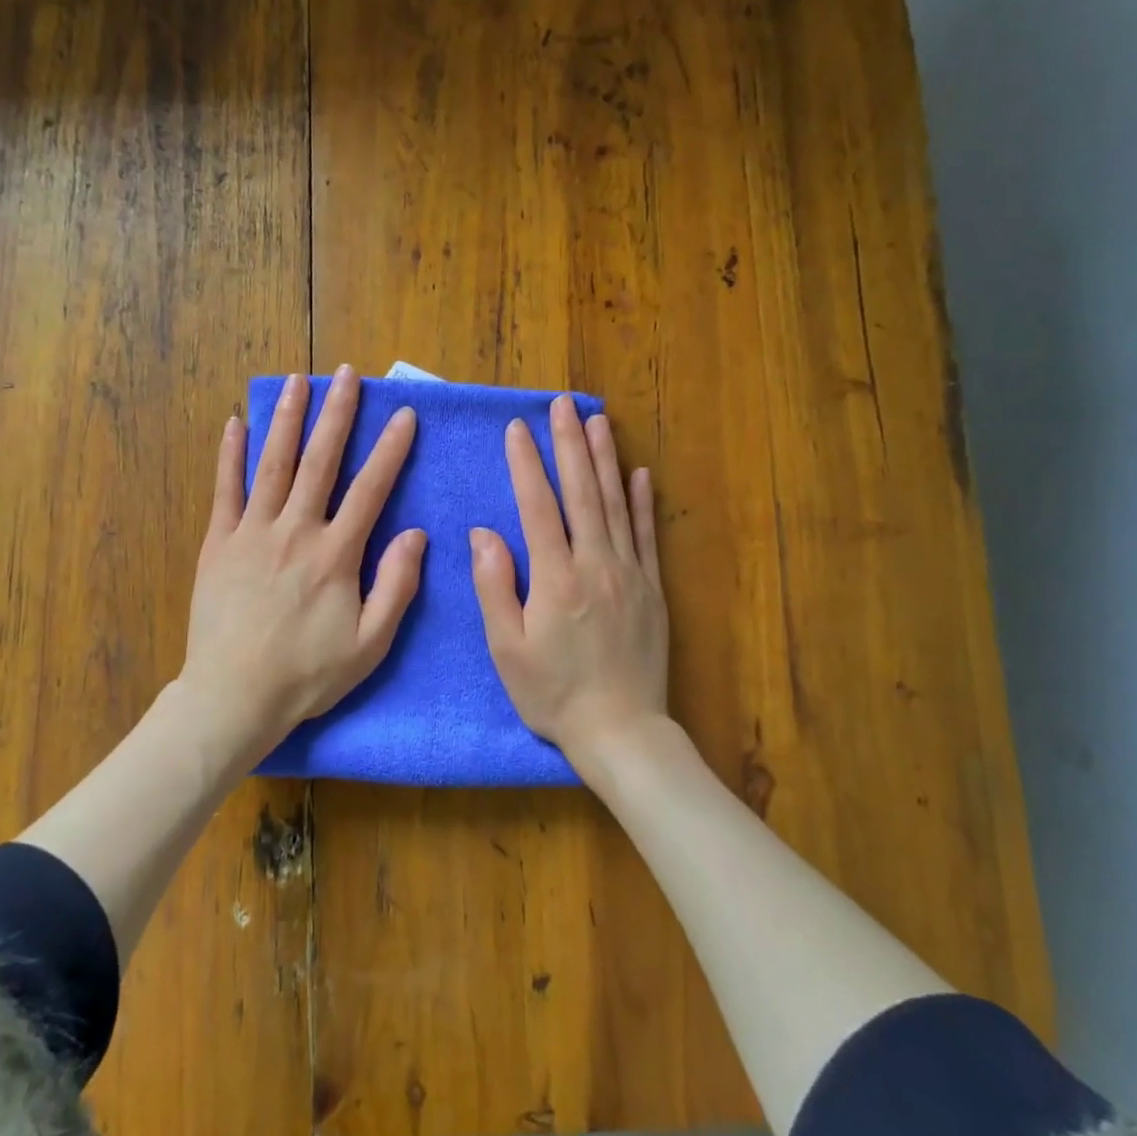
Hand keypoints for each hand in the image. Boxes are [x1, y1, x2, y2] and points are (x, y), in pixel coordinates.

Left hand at [180, 366, 425, 760]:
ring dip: (287, 419)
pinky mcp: (219, 543)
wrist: (234, 696)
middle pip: (321, 461)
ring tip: (298, 381)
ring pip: (273, 464)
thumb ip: (396, 586)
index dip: (390, 450)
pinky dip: (230, 456)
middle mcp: (295, 531)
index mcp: (336, 554)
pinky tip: (235, 424)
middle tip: (348, 375)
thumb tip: (417, 535)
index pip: (370, 489)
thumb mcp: (370, 644)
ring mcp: (252, 533)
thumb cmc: (308, 675)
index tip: (404, 416)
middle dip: (337, 414)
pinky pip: (225, 490)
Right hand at [470, 396, 669, 772]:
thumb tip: (484, 533)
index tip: (517, 428)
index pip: (538, 506)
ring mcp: (630, 573)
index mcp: (556, 578)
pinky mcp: (653, 589)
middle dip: (570, 443)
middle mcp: (596, 564)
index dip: (526, 463)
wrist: (621, 731)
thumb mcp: (507, 648)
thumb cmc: (553, 694)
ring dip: (606, 458)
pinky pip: (647, 535)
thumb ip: (495, 586)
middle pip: (582, 492)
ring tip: (598, 420)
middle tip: (563, 403)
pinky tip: (639, 473)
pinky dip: (642, 501)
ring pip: (616, 504)